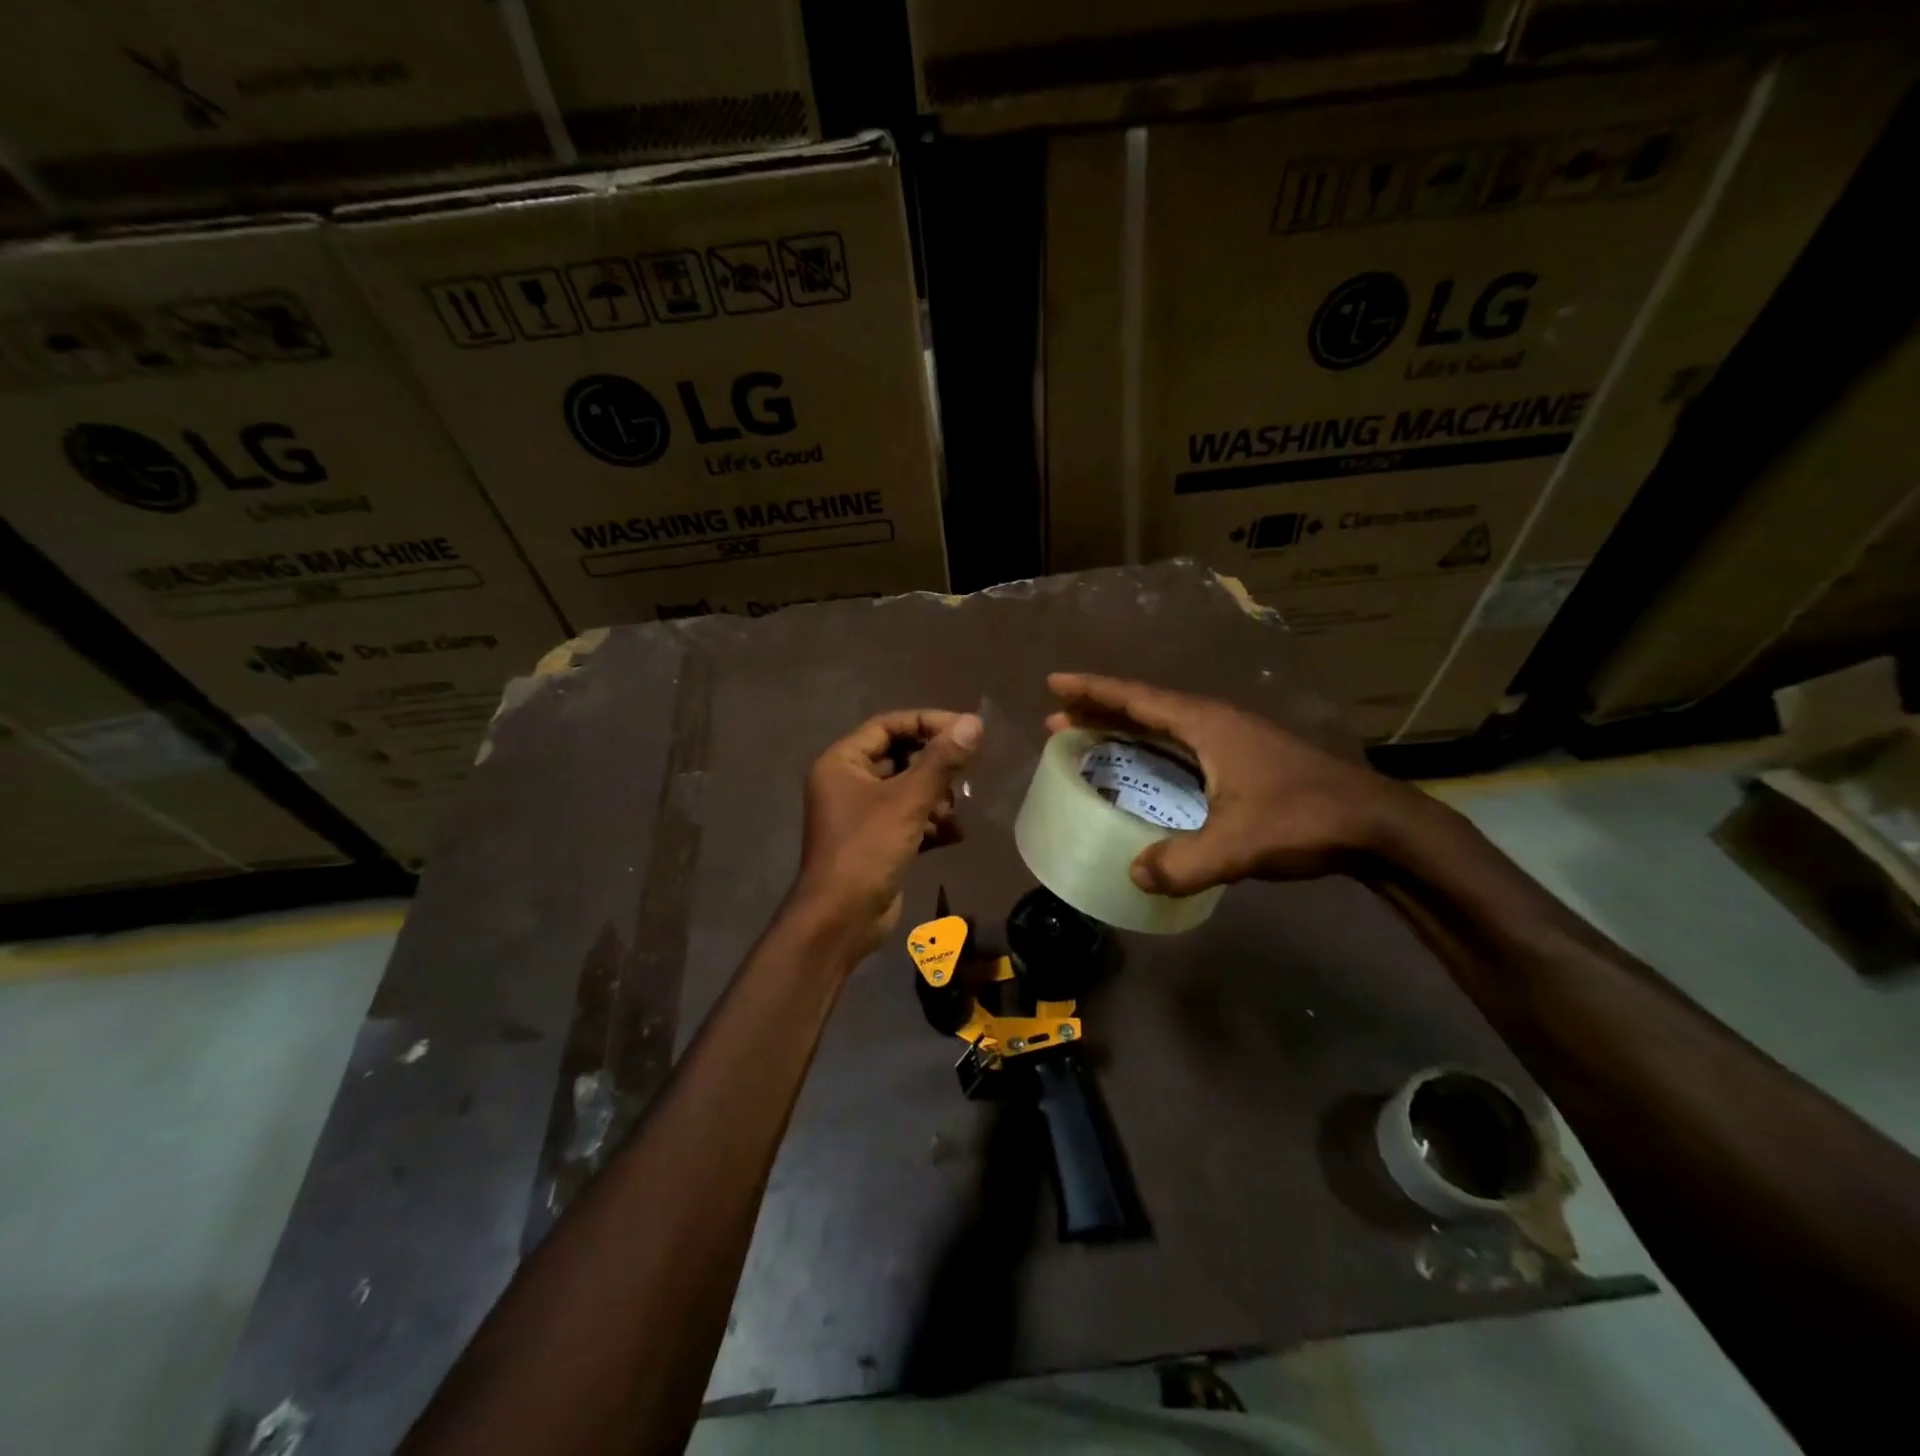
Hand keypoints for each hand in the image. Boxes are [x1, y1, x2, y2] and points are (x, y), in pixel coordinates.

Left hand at [789, 709, 983, 958]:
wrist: (840, 921)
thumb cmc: (866, 851)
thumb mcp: (907, 801)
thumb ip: (941, 761)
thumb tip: (973, 723)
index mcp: (842, 762)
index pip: (888, 725)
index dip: (927, 723)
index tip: (965, 730)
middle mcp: (849, 783)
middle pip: (901, 757)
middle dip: (935, 766)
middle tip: (967, 771)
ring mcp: (862, 814)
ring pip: (908, 790)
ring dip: (936, 797)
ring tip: (953, 812)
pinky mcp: (877, 842)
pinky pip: (909, 819)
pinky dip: (931, 824)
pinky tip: (954, 834)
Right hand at [1046, 673, 1417, 894]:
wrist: (1375, 825)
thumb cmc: (1304, 819)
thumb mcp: (1239, 846)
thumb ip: (1184, 863)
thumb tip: (1134, 874)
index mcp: (1207, 725)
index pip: (1138, 699)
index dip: (1093, 691)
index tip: (1054, 685)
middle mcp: (1215, 723)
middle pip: (1145, 707)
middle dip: (1100, 710)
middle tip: (1057, 718)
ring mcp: (1232, 740)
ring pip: (1164, 726)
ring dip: (1125, 728)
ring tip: (1089, 737)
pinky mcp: (1243, 760)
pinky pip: (1181, 745)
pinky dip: (1151, 749)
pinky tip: (1145, 768)